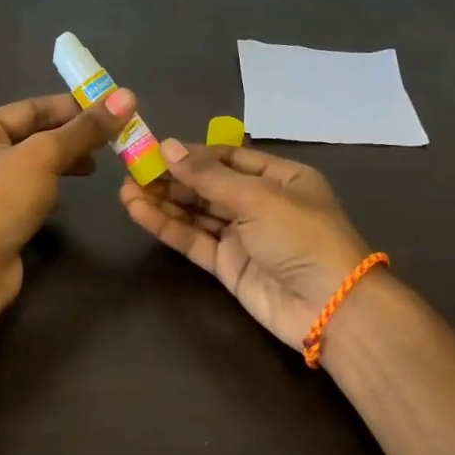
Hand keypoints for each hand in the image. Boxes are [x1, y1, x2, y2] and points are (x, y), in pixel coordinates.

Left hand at [0, 89, 133, 306]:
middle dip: (71, 136)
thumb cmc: (0, 200)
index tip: (110, 108)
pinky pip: (30, 191)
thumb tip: (127, 96)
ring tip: (95, 166)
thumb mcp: (44, 156)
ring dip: (64, 161)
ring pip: (34, 165)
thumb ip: (84, 129)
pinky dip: (52, 187)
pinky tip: (68, 194)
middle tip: (110, 139)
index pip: (30, 108)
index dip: (71, 106)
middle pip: (32, 135)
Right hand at [119, 139, 373, 348]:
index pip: (229, 158)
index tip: (154, 149)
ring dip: (163, 201)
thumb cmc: (301, 237)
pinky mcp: (227, 265)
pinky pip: (193, 239)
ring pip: (196, 213)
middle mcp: (260, 203)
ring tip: (125, 190)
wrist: (329, 307)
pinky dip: (167, 226)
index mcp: (280, 178)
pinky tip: (138, 212)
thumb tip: (167, 147)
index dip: (192, 154)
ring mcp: (242, 236)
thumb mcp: (257, 197)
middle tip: (131, 170)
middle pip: (208, 185)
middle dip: (171, 178)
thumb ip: (207, 176)